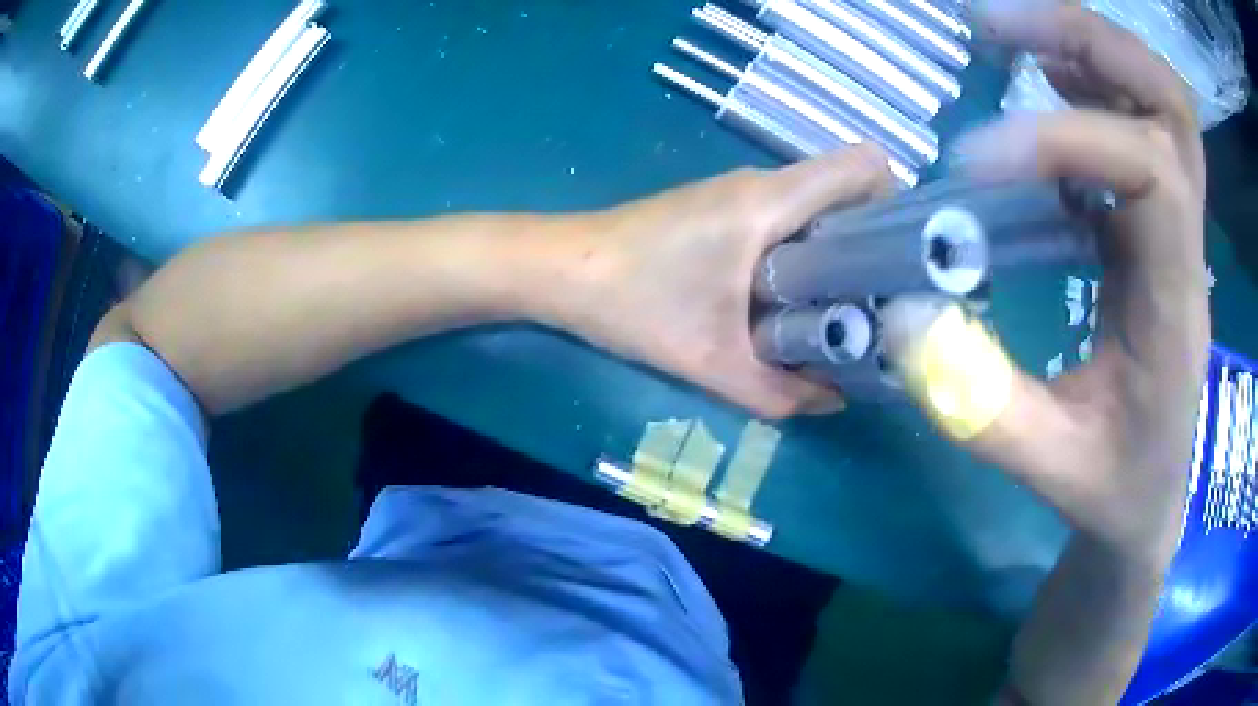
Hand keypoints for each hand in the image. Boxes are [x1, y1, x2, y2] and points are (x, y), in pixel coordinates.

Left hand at [553, 146, 893, 418]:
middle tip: (886, 296)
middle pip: (847, 188)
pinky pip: (786, 216)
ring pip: (816, 204)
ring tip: (848, 303)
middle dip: (875, 237)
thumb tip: (834, 401)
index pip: (864, 166)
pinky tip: (796, 294)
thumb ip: (780, 391)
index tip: (904, 256)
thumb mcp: (712, 361)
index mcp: (772, 201)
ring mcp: (739, 192)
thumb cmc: (635, 303)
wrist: (561, 270)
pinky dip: (805, 247)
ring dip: (839, 246)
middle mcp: (763, 184)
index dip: (896, 201)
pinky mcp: (721, 208)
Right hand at [893, 4, 1209, 563]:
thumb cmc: (1113, 488)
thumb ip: (978, 403)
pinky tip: (1043, 78)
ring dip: (1088, 46)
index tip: (972, 162)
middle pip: (1169, 101)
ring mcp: (1177, 222)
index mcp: (1176, 303)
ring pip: (1158, 96)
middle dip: (1090, 41)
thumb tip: (903, 318)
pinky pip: (1136, 118)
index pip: (1149, 172)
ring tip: (1012, 38)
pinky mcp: (1155, 218)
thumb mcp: (1049, 467)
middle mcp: (1189, 244)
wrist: (1151, 498)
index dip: (1063, 141)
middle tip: (1001, 29)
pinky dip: (1088, 77)